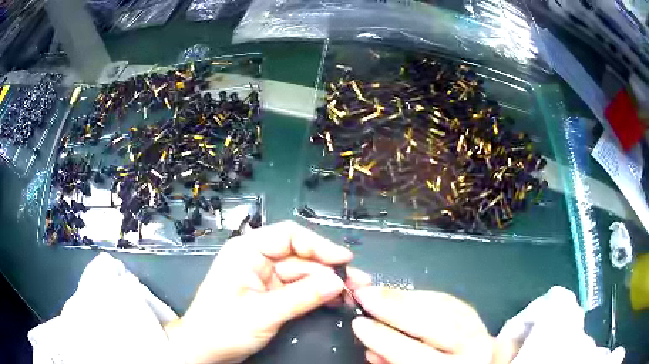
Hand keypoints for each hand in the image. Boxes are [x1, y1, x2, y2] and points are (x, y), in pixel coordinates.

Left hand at [164, 220, 371, 363]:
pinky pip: (298, 289)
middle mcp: (257, 259)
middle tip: (358, 284)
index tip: (345, 260)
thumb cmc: (223, 328)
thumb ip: (302, 297)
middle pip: (300, 257)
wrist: (204, 350)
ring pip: (303, 274)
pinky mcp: (270, 293)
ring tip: (352, 295)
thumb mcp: (263, 314)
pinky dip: (316, 295)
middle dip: (329, 269)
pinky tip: (335, 300)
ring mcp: (264, 277)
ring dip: (327, 284)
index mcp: (247, 251)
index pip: (289, 235)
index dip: (320, 245)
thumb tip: (338, 283)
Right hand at [351, 287, 496, 363]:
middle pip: (433, 323)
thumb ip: (393, 361)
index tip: (359, 323)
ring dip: (406, 297)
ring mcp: (479, 328)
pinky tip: (402, 295)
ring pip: (444, 306)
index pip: (414, 353)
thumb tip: (370, 349)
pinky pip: (450, 300)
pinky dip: (423, 296)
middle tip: (365, 295)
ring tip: (378, 292)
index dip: (385, 339)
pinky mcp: (476, 316)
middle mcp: (472, 348)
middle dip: (395, 307)